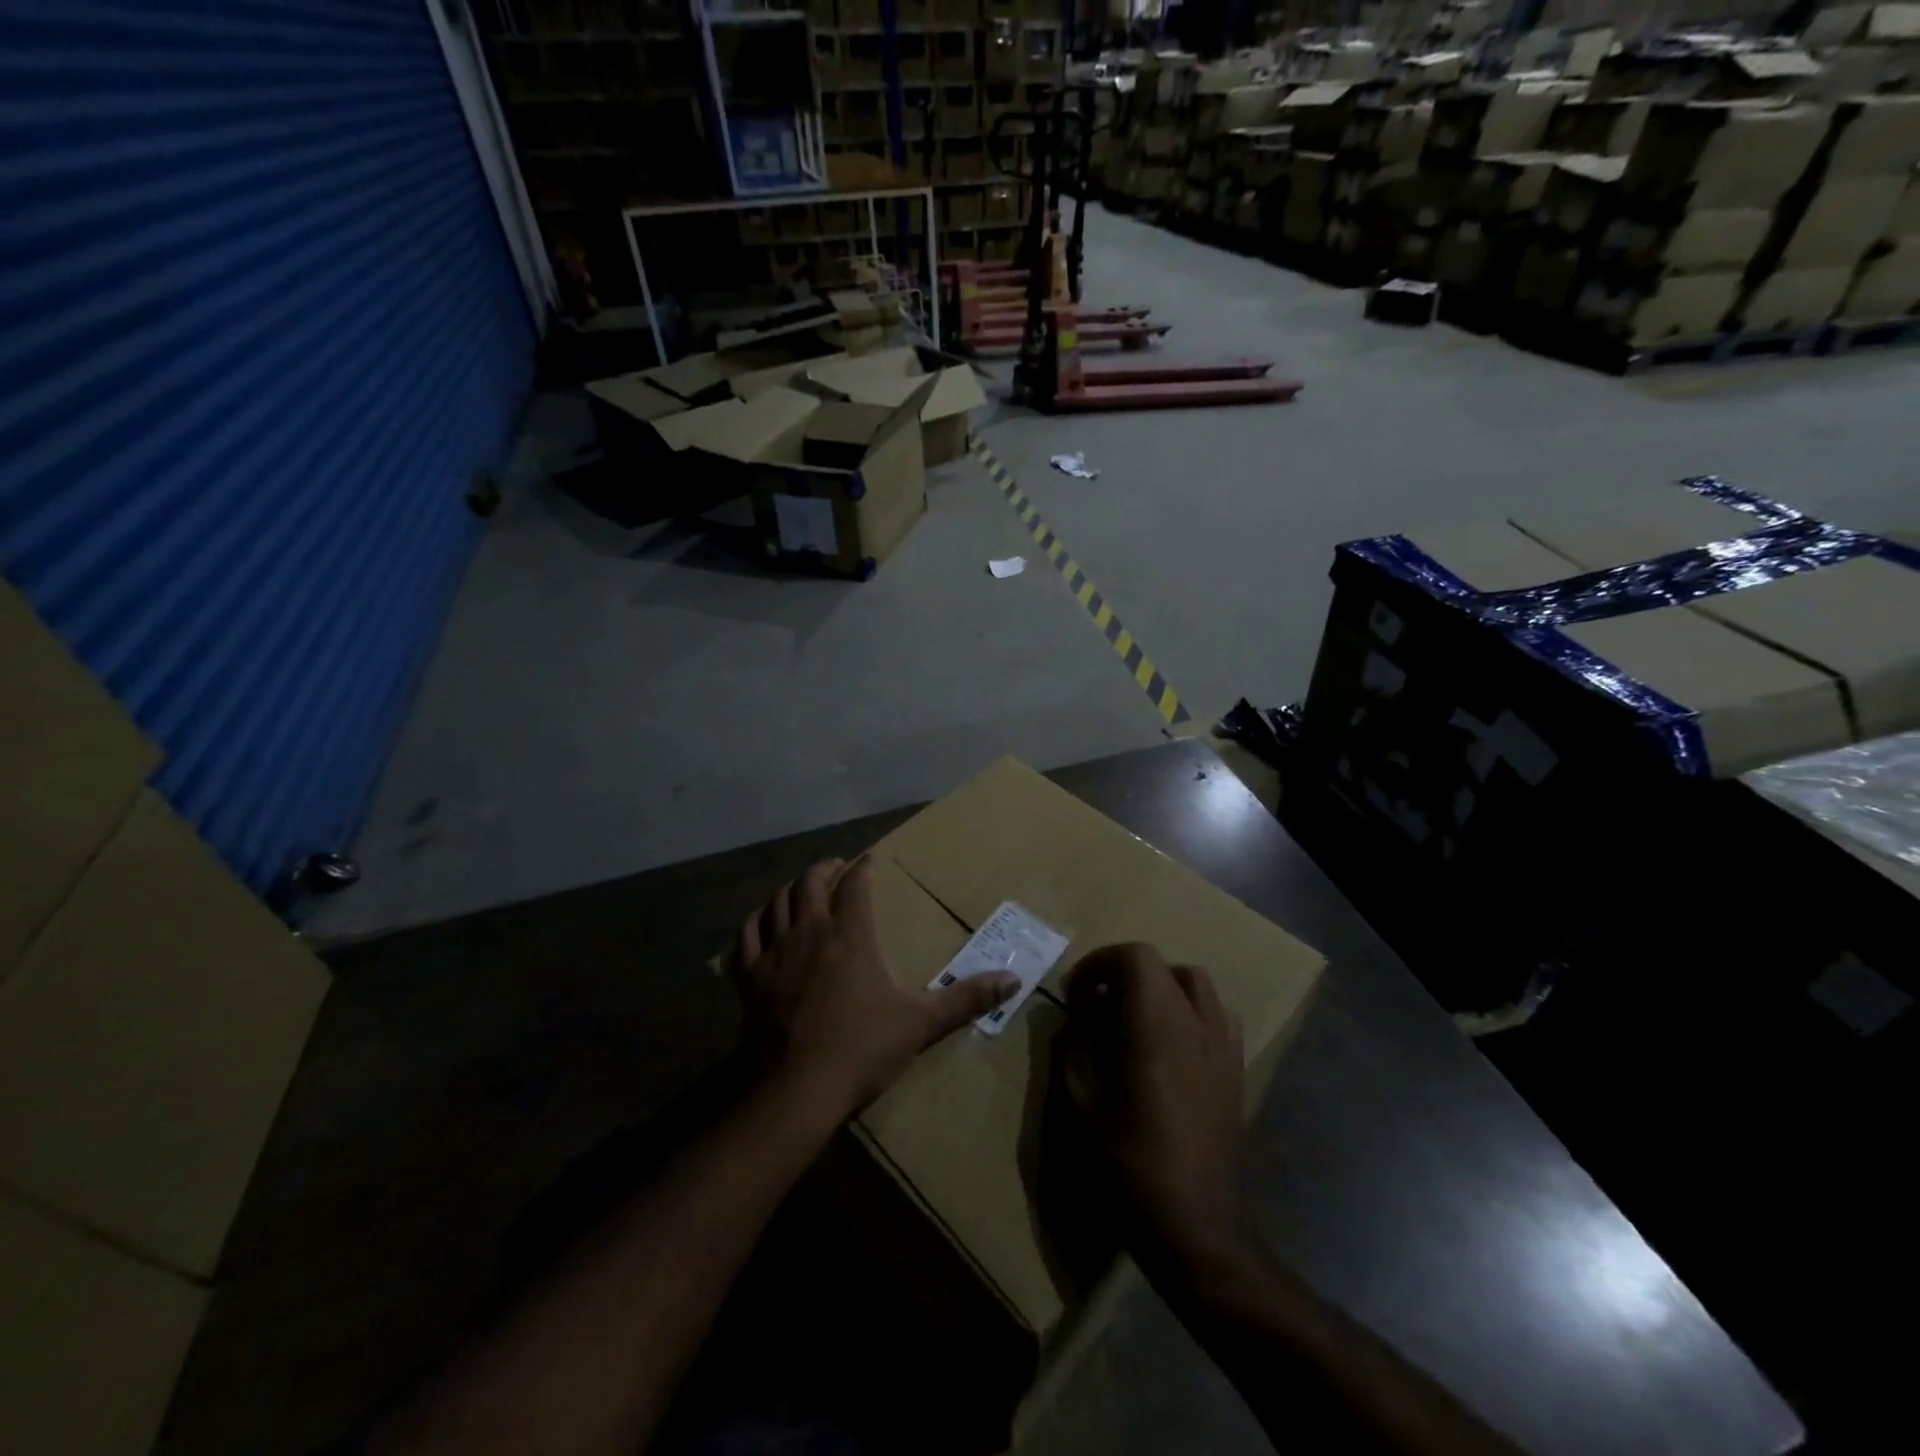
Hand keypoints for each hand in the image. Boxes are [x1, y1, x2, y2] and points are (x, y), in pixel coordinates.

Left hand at [734, 857, 1017, 1123]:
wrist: (795, 1091)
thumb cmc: (861, 1049)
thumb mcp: (921, 1022)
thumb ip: (966, 998)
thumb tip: (1015, 980)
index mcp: (850, 935)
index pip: (856, 886)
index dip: (864, 868)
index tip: (870, 859)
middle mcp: (809, 932)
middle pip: (810, 883)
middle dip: (825, 868)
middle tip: (837, 867)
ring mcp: (773, 953)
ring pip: (776, 902)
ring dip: (790, 889)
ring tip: (801, 889)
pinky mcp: (748, 978)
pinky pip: (746, 937)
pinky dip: (755, 922)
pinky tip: (761, 924)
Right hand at [1061, 943, 1252, 1277]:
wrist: (1197, 1226)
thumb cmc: (1130, 1163)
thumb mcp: (1082, 1101)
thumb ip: (1076, 1042)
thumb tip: (1080, 1008)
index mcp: (1157, 1024)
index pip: (1135, 955)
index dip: (1100, 962)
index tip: (1076, 993)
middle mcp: (1196, 1022)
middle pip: (1164, 965)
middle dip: (1125, 973)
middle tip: (1097, 1005)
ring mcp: (1224, 1045)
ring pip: (1195, 984)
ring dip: (1160, 987)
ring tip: (1133, 1019)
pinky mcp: (1236, 1070)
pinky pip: (1216, 1015)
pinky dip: (1189, 1011)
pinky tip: (1169, 1047)